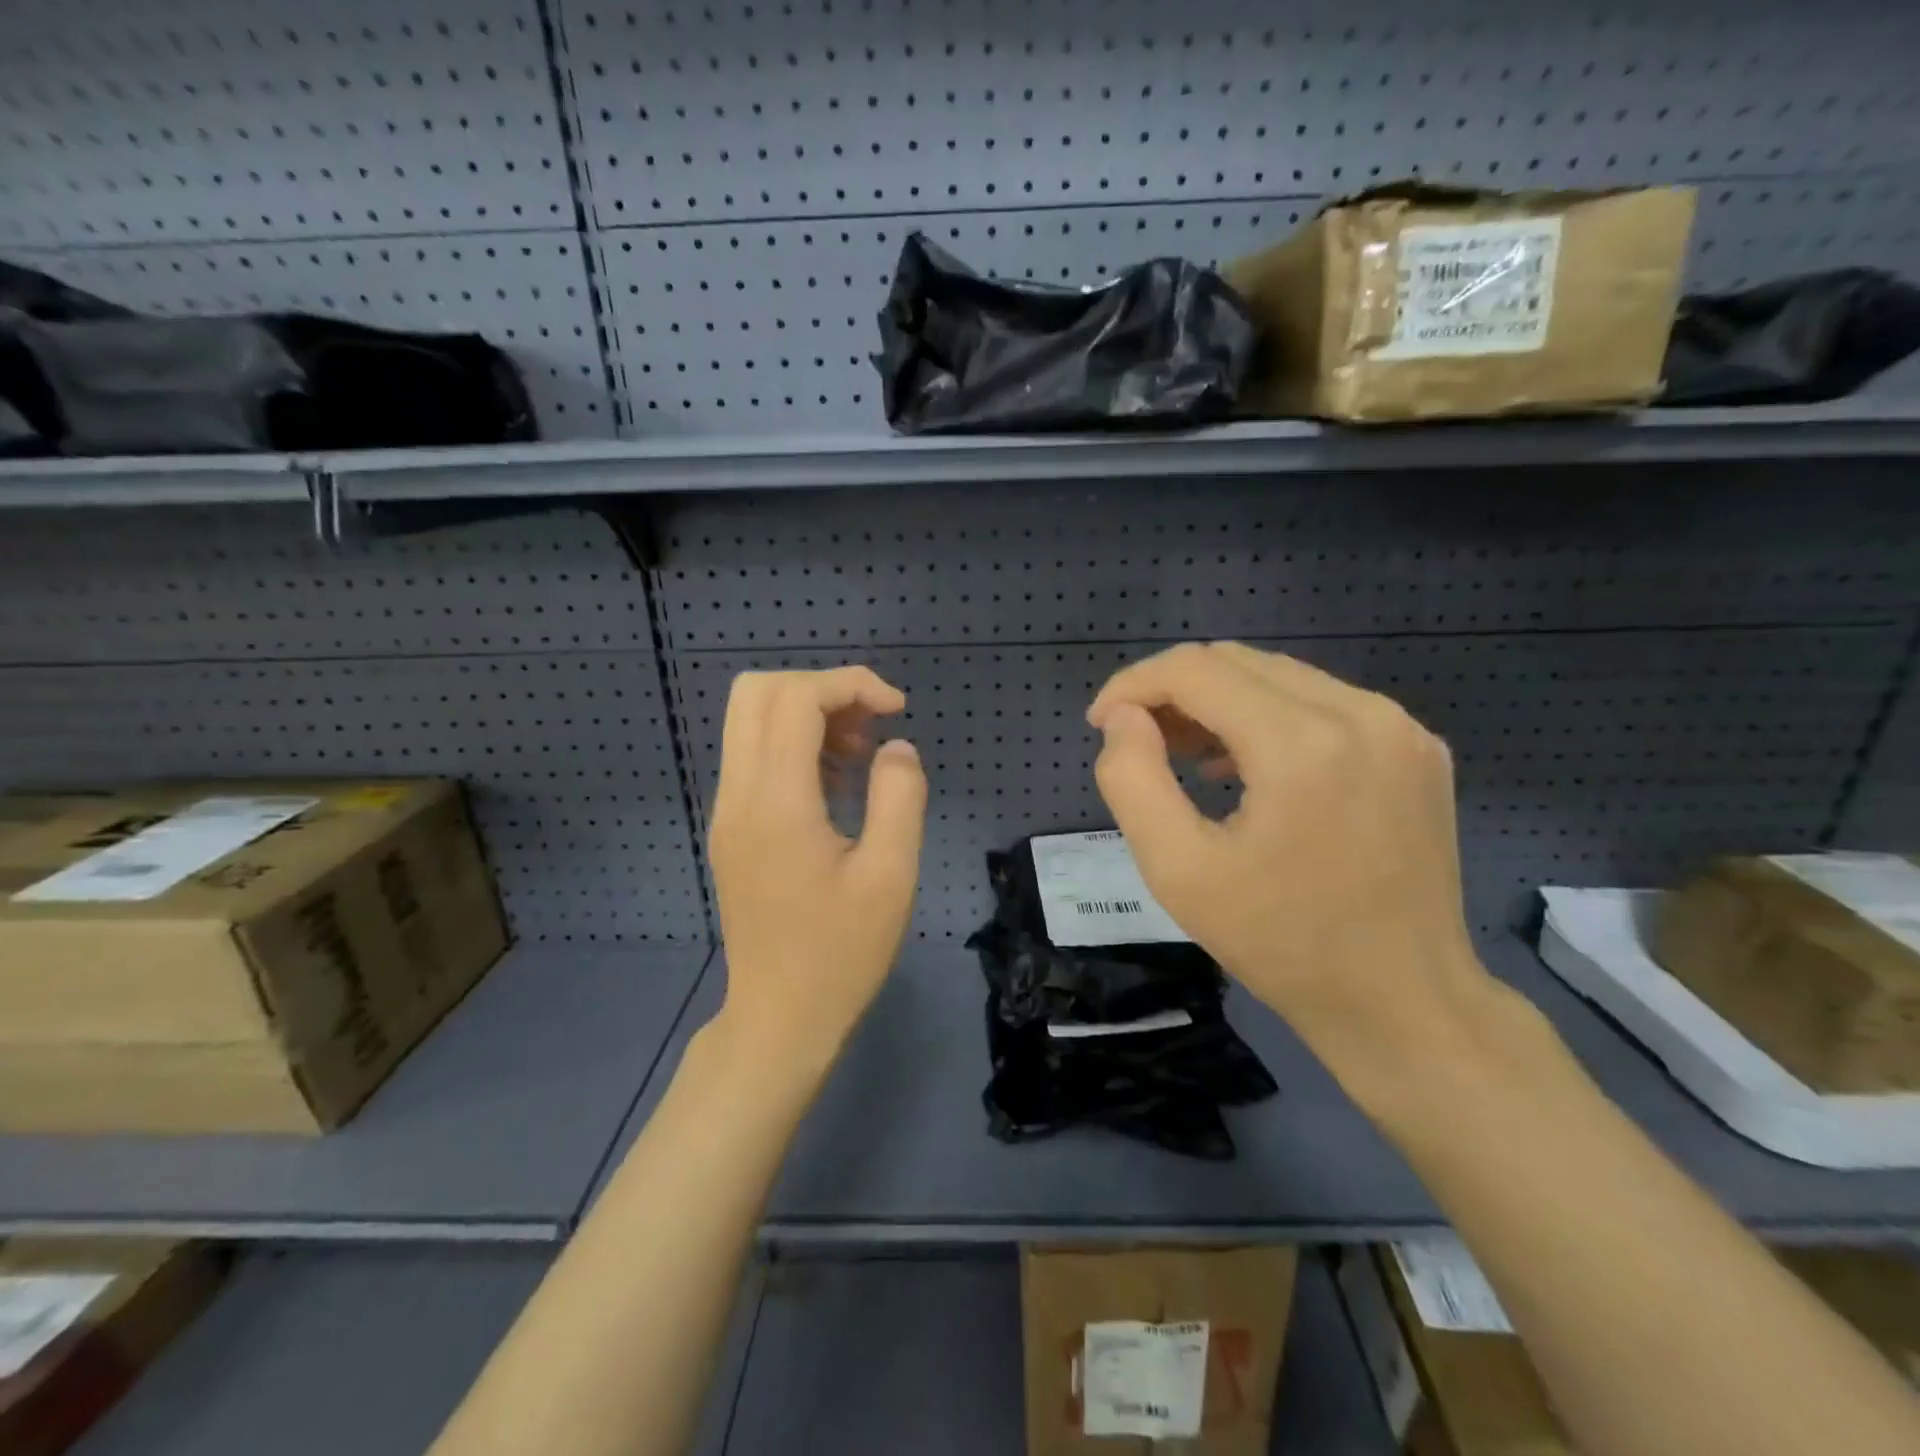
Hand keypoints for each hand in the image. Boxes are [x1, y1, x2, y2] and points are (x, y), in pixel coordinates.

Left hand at [706, 667, 927, 1085]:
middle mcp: (738, 795)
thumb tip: (896, 747)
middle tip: (870, 723)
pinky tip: (837, 785)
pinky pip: (754, 757)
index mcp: (776, 802)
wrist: (780, 1018)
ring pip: (750, 720)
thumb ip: (899, 797)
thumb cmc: (841, 953)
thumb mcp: (891, 876)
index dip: (850, 684)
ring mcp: (727, 811)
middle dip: (821, 689)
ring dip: (807, 716)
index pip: (795, 698)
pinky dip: (794, 746)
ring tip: (860, 756)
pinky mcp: (731, 828)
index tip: (897, 709)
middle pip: (757, 692)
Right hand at [1087, 642, 1497, 1096]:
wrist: (1403, 1002)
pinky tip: (1247, 767)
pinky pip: (1322, 703)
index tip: (1100, 723)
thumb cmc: (1280, 944)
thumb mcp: (1178, 870)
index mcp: (1301, 744)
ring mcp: (1399, 728)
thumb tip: (1124, 718)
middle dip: (1173, 691)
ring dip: (1219, 703)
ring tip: (1186, 757)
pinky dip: (1268, 719)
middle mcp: (1360, 714)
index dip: (1134, 685)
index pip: (1196, 670)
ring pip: (1279, 677)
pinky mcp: (1417, 748)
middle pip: (1238, 663)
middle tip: (1138, 742)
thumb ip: (1132, 780)